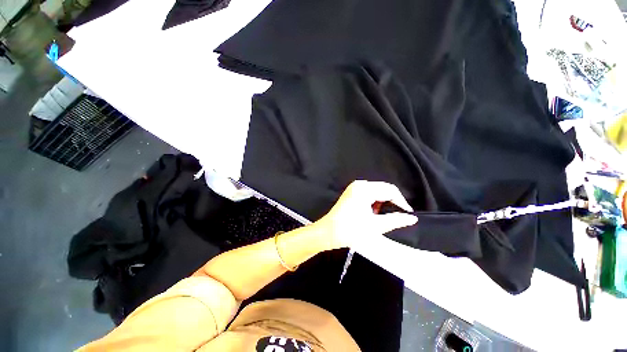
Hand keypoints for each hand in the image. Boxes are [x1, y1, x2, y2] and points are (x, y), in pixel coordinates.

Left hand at [313, 180, 417, 250]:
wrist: (328, 233)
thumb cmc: (350, 230)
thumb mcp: (375, 226)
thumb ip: (395, 220)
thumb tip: (411, 218)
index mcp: (365, 189)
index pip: (390, 190)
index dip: (401, 202)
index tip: (408, 214)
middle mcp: (359, 184)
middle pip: (383, 189)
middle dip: (392, 202)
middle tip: (397, 216)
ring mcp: (354, 188)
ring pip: (376, 192)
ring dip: (382, 203)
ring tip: (382, 216)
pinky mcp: (351, 193)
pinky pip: (368, 194)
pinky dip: (374, 203)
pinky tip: (373, 213)